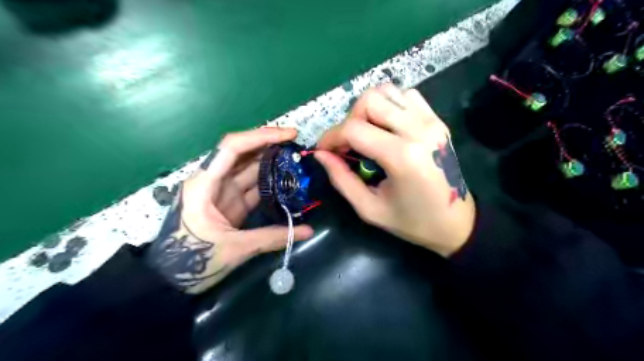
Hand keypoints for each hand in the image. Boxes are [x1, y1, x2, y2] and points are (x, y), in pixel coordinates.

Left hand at [147, 127, 316, 292]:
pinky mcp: (231, 204)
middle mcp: (214, 181)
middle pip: (243, 154)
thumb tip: (309, 231)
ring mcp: (223, 192)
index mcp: (205, 183)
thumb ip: (272, 237)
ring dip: (272, 163)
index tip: (289, 134)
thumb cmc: (191, 261)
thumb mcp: (234, 248)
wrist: (170, 280)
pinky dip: (270, 183)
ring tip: (298, 160)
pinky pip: (253, 187)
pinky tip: (288, 181)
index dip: (261, 136)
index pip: (233, 147)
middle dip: (271, 146)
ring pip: (250, 169)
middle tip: (298, 146)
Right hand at [315, 85, 474, 256]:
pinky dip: (389, 105)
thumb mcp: (369, 208)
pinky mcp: (437, 120)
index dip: (331, 137)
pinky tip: (387, 127)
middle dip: (349, 120)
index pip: (354, 129)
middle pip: (369, 100)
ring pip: (387, 91)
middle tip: (347, 144)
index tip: (323, 150)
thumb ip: (341, 179)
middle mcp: (418, 130)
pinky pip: (406, 96)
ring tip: (366, 134)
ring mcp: (431, 121)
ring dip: (368, 110)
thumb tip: (320, 154)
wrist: (456, 222)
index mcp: (402, 156)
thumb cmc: (412, 222)